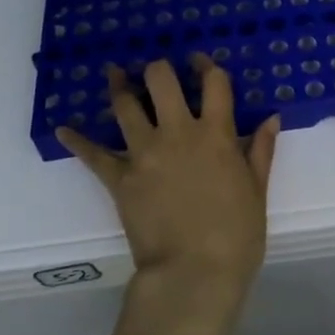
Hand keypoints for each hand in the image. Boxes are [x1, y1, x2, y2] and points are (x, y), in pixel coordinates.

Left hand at [57, 55, 279, 307]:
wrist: (194, 274)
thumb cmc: (236, 237)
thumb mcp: (257, 192)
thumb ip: (260, 151)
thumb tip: (271, 118)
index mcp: (215, 135)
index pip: (214, 84)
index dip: (206, 65)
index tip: (199, 60)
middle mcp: (178, 133)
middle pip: (161, 81)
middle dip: (158, 69)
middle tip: (156, 70)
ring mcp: (144, 153)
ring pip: (125, 106)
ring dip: (119, 86)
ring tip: (115, 73)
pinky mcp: (119, 178)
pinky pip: (93, 155)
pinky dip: (77, 140)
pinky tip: (63, 129)